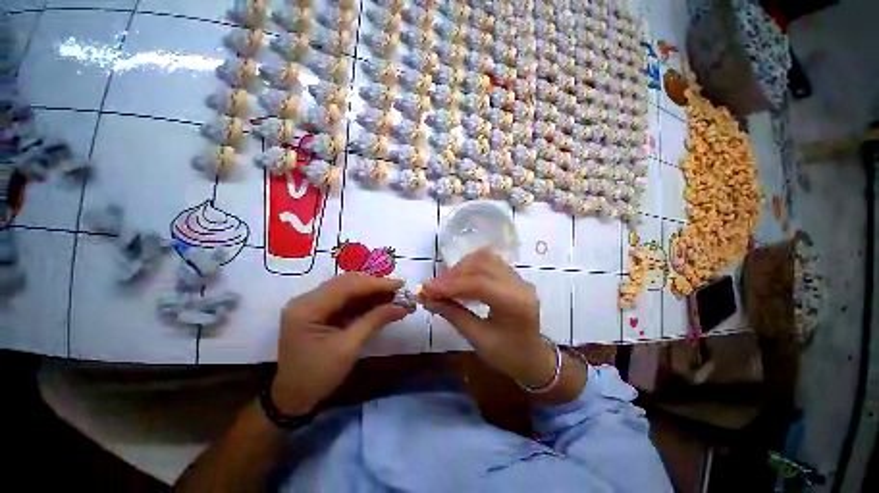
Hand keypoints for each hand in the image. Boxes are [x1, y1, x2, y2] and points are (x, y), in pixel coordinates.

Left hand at [271, 273, 410, 414]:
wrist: (293, 398)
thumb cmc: (317, 376)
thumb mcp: (348, 348)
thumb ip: (375, 321)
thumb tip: (402, 307)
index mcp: (307, 308)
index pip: (347, 286)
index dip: (376, 284)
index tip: (401, 284)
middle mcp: (307, 299)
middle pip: (347, 283)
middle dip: (375, 286)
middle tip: (398, 290)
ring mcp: (312, 304)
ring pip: (347, 289)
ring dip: (371, 292)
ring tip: (393, 296)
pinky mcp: (319, 311)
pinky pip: (345, 299)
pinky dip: (364, 301)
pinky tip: (380, 303)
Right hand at [420, 249, 557, 389]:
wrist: (533, 357)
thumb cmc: (508, 355)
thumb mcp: (478, 339)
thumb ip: (453, 315)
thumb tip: (427, 299)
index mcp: (516, 303)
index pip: (479, 283)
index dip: (450, 284)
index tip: (426, 290)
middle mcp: (519, 284)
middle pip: (481, 266)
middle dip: (452, 275)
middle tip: (431, 288)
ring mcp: (517, 277)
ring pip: (483, 260)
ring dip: (459, 268)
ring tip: (442, 284)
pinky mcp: (512, 276)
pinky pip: (487, 263)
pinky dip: (468, 268)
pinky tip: (457, 279)